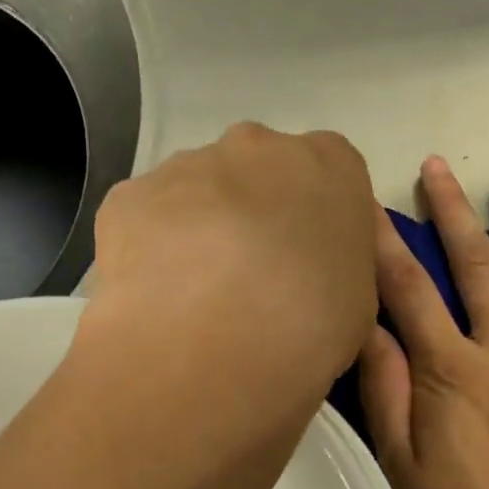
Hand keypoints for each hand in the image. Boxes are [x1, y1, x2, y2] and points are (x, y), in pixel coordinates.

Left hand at [85, 122, 380, 406]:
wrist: (210, 343)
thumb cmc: (309, 322)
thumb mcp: (358, 303)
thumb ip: (338, 269)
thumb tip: (308, 277)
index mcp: (329, 164)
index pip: (334, 180)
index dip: (322, 226)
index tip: (313, 270)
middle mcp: (257, 146)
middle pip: (261, 175)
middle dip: (260, 219)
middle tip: (257, 284)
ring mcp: (187, 164)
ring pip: (201, 193)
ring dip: (205, 233)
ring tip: (202, 300)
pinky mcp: (130, 195)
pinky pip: (150, 218)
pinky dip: (155, 251)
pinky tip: (161, 297)